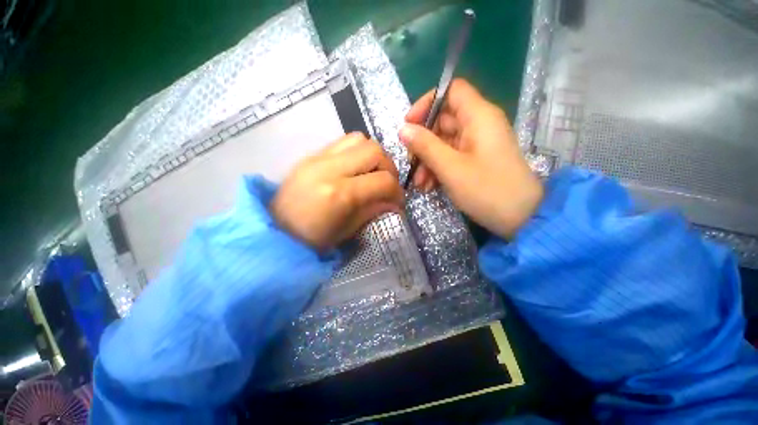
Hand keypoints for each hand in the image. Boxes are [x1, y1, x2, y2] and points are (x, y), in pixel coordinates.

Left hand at [270, 133, 402, 249]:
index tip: (397, 201)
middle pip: (374, 150)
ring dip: (372, 155)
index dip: (397, 192)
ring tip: (371, 173)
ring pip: (359, 139)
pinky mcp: (311, 155)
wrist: (275, 230)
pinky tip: (354, 169)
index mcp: (340, 194)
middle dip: (388, 167)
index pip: (383, 181)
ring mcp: (318, 158)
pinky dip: (356, 152)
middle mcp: (330, 169)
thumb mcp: (347, 230)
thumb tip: (394, 202)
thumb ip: (373, 210)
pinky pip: (342, 142)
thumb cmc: (312, 239)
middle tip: (386, 183)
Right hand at [400, 78, 542, 237]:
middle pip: (443, 120)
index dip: (427, 103)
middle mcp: (479, 124)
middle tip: (411, 162)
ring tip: (420, 184)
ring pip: (444, 142)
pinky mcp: (476, 159)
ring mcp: (478, 143)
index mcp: (478, 116)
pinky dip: (439, 168)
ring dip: (428, 160)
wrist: (521, 218)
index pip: (451, 91)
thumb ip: (425, 146)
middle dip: (423, 142)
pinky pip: (452, 156)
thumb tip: (403, 129)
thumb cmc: (486, 190)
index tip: (409, 124)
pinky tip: (430, 186)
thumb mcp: (450, 168)